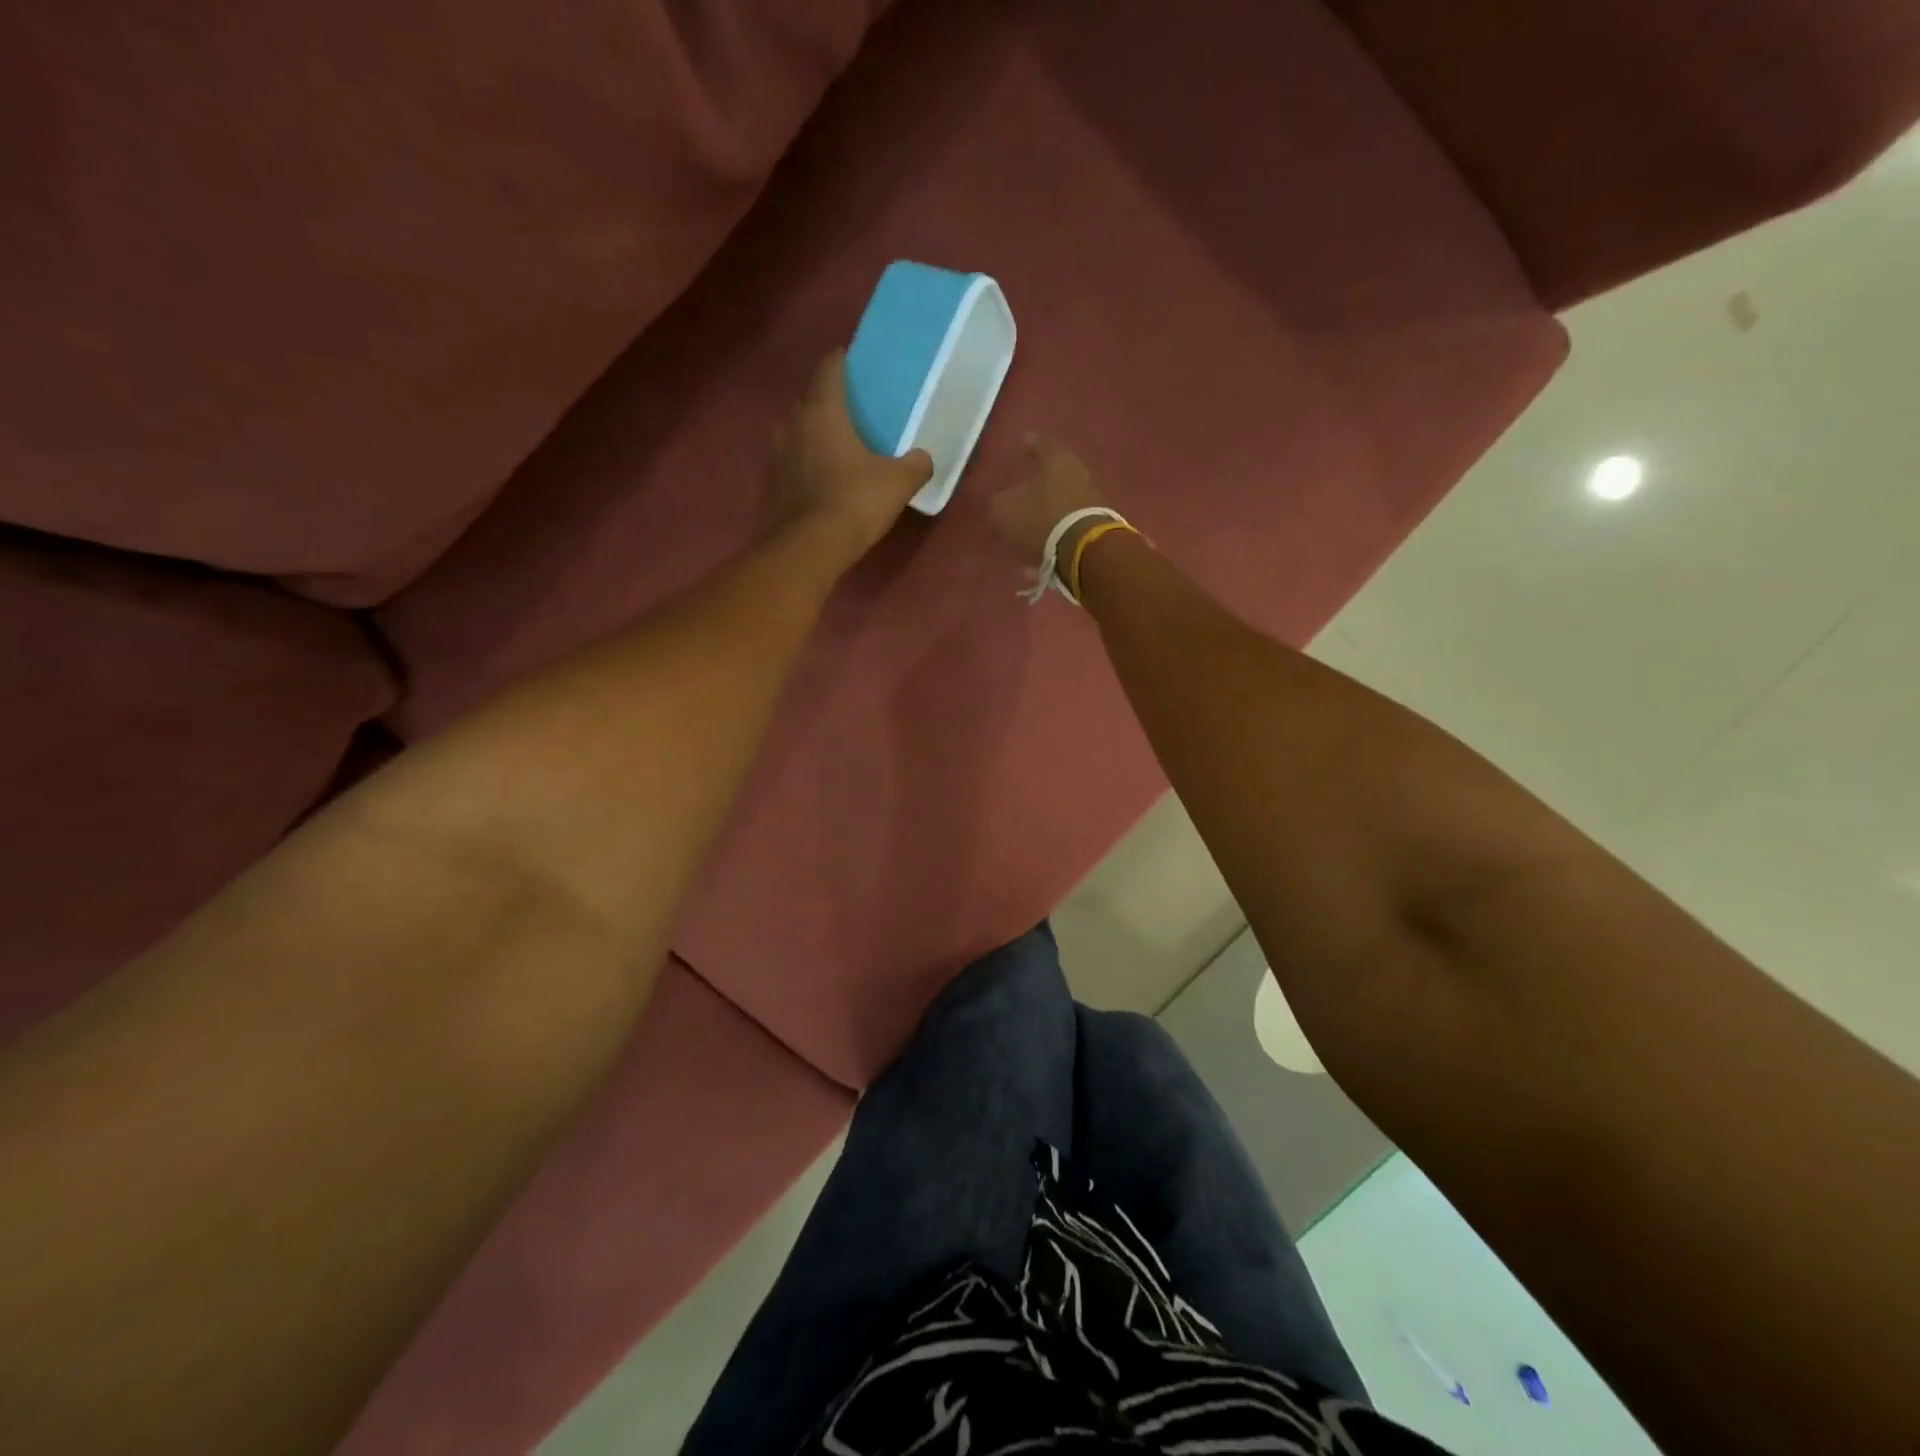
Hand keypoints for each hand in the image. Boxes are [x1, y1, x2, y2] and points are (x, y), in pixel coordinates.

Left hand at [771, 351, 933, 563]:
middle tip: (848, 408)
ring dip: (812, 433)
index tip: (849, 359)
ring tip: (833, 443)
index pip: (828, 371)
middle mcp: (794, 424)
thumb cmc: (854, 502)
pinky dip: (804, 463)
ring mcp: (777, 456)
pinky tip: (819, 476)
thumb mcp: (898, 483)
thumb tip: (923, 458)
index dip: (839, 362)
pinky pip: (791, 462)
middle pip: (808, 400)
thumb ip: (915, 465)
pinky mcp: (771, 485)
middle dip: (826, 400)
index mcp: (823, 411)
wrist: (809, 548)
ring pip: (796, 432)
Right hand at [990, 434, 1105, 568]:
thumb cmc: (1040, 519)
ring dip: (1047, 506)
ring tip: (1030, 516)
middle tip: (1025, 481)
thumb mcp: (1005, 510)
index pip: (1041, 443)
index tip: (1023, 442)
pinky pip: (1069, 521)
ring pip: (1063, 497)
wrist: (1083, 551)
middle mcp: (1077, 472)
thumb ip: (999, 501)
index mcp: (1056, 459)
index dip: (1029, 444)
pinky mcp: (1096, 524)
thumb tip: (1001, 499)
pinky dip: (1055, 527)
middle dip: (1040, 477)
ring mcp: (1090, 498)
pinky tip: (1042, 541)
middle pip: (1056, 471)